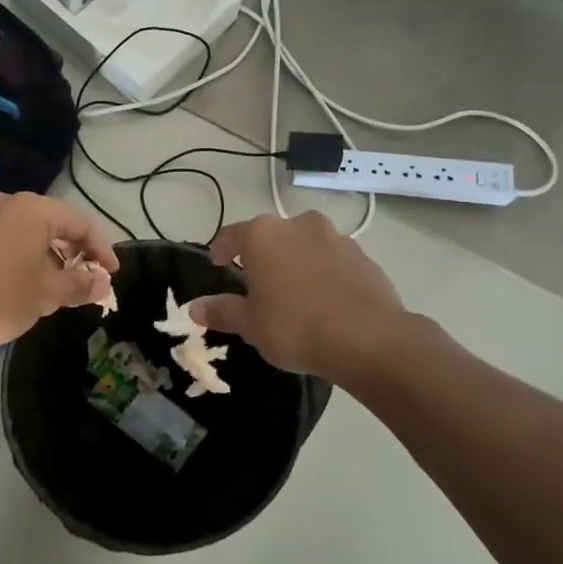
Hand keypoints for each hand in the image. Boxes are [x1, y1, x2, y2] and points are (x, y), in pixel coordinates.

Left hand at [0, 191, 120, 354]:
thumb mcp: (47, 294)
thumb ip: (80, 285)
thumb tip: (103, 285)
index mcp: (33, 209)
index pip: (80, 224)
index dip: (101, 250)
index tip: (111, 275)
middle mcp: (8, 203)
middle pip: (54, 224)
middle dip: (74, 252)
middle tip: (88, 280)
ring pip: (30, 232)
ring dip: (50, 256)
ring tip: (61, 286)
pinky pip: (8, 238)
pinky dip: (26, 255)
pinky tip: (29, 281)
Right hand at [190, 211, 405, 379]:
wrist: (367, 339)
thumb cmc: (294, 326)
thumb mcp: (250, 324)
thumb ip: (221, 311)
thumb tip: (194, 308)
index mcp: (263, 235)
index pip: (231, 235)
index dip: (221, 250)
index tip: (219, 265)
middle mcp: (298, 224)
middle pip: (271, 236)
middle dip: (263, 256)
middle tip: (258, 284)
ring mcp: (335, 237)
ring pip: (305, 245)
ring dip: (296, 262)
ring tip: (295, 293)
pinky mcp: (364, 256)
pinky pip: (334, 261)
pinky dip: (325, 273)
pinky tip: (326, 302)